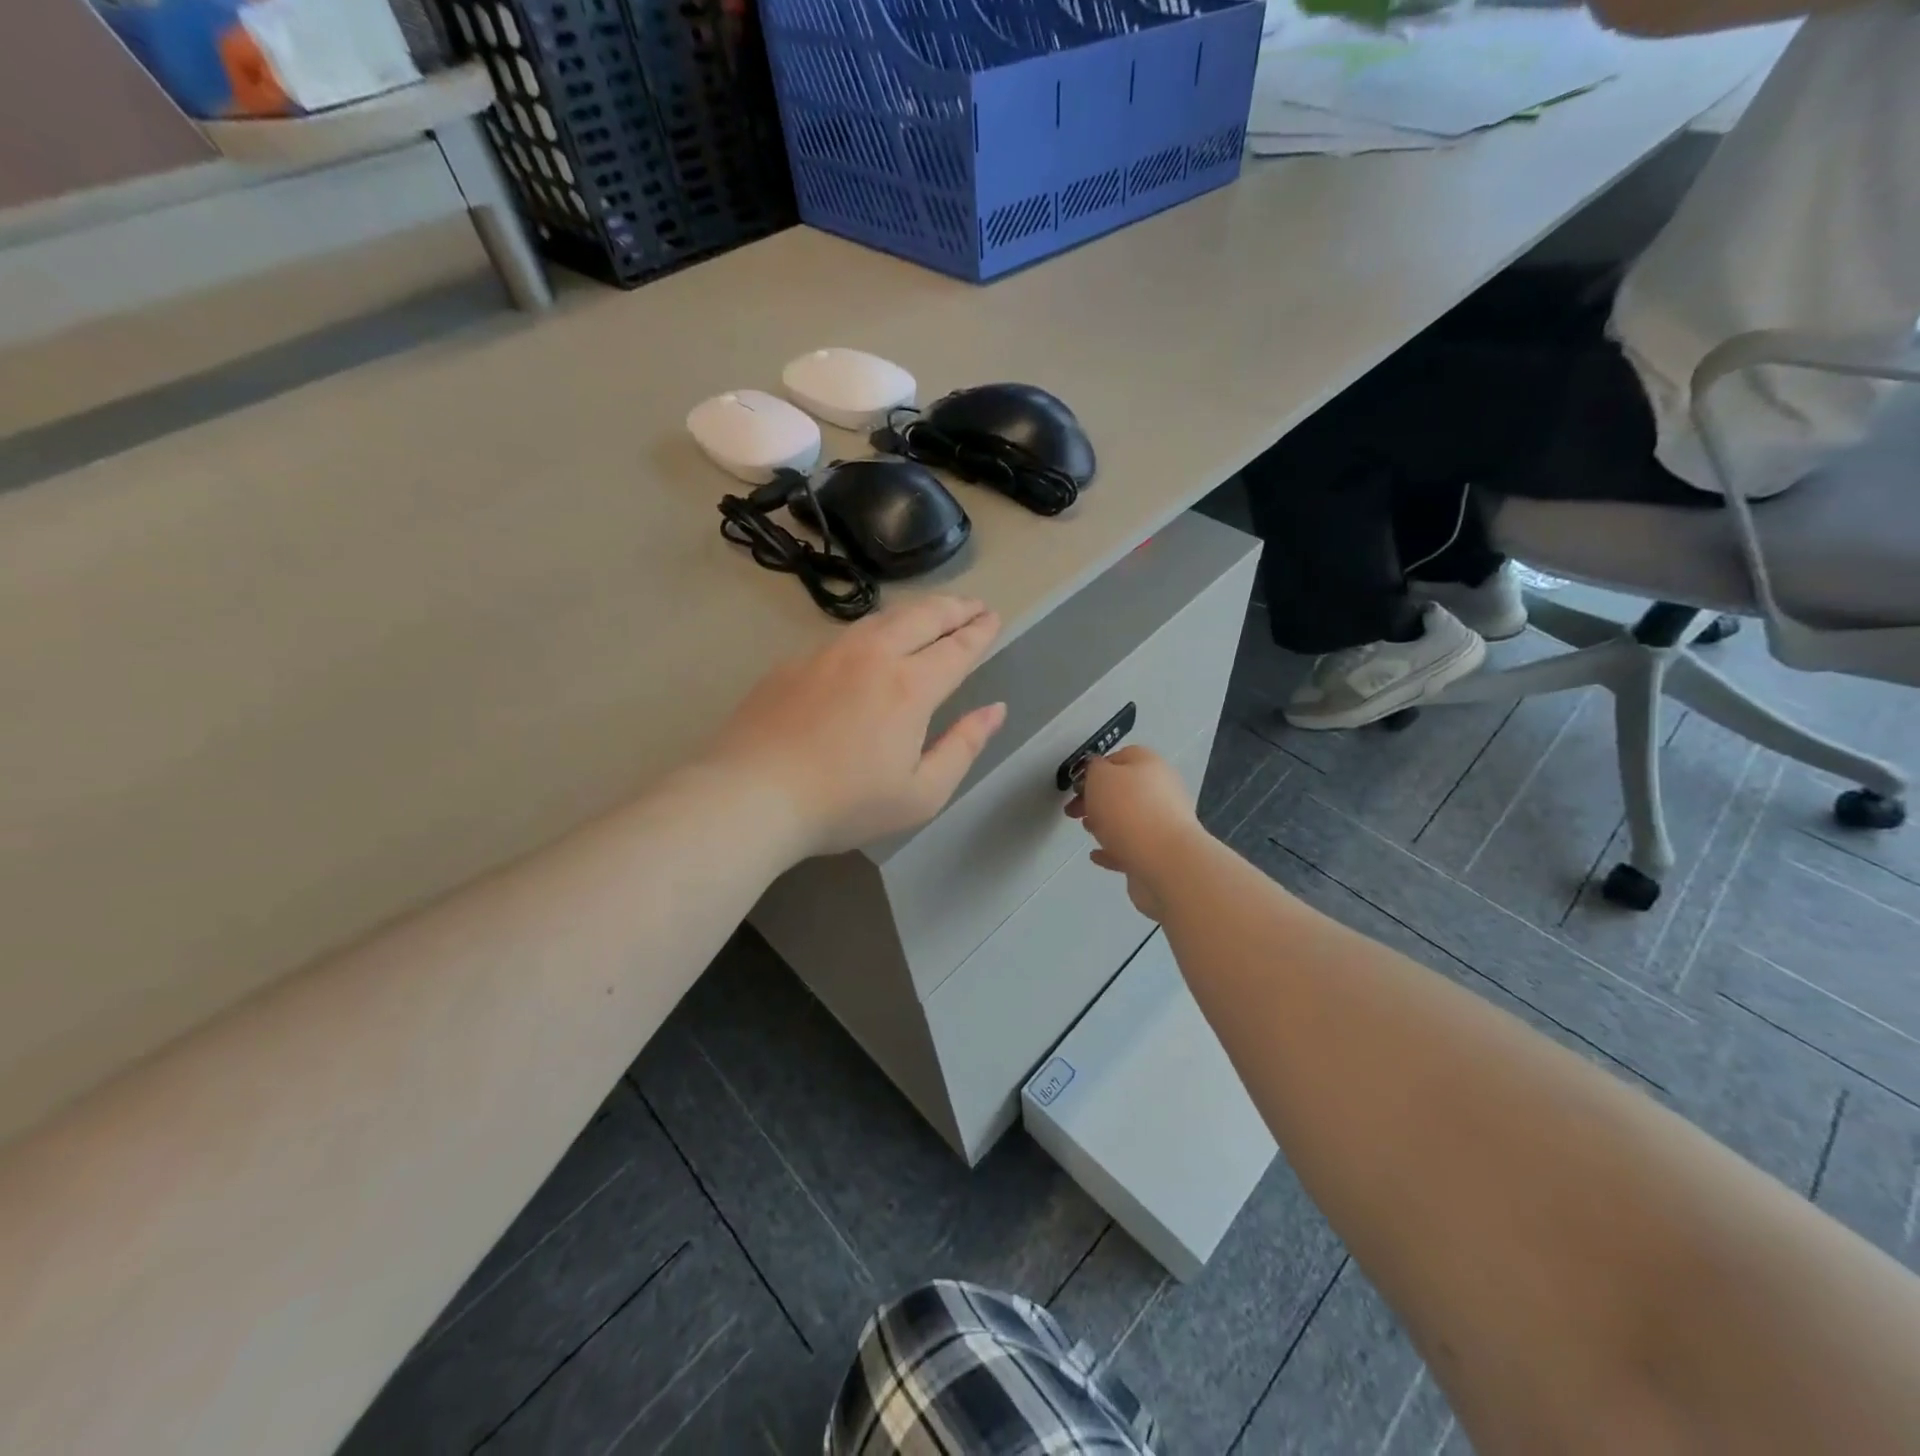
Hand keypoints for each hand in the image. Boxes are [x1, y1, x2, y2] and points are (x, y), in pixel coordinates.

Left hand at [707, 596, 1006, 856]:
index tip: (993, 618)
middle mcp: (873, 656)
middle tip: (973, 605)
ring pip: (882, 618)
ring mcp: (828, 654)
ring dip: (915, 611)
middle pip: (922, 616)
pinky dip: (874, 629)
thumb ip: (964, 747)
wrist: (750, 795)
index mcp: (910, 686)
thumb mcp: (921, 794)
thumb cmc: (844, 804)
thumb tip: (994, 710)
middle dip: (954, 607)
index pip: (957, 647)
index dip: (980, 631)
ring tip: (930, 614)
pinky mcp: (794, 662)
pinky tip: (872, 643)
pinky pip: (846, 635)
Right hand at [1066, 746, 1205, 920]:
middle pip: (1124, 790)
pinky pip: (1132, 847)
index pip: (1120, 758)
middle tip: (1074, 811)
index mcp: (1149, 764)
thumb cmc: (1128, 810)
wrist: (1165, 861)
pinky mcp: (1161, 853)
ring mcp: (1164, 823)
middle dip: (1097, 799)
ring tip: (1087, 830)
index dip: (1095, 769)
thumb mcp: (1100, 776)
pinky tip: (1097, 855)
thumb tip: (1097, 771)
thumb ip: (1094, 769)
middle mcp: (1161, 790)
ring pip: (1129, 818)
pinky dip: (1114, 849)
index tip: (1076, 786)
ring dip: (1106, 822)